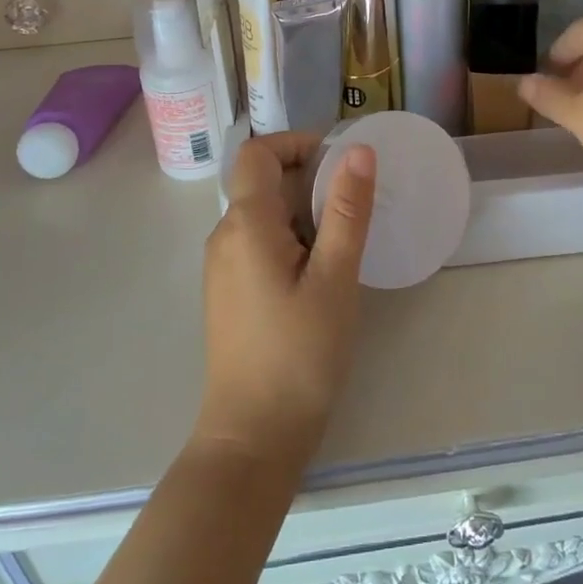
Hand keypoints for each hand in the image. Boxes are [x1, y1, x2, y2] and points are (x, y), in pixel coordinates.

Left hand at [192, 133, 375, 473]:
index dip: (297, 143)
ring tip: (346, 238)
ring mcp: (223, 266)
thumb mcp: (335, 278)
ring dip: (304, 210)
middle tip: (356, 204)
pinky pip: (260, 242)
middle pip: (262, 180)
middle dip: (310, 179)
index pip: (258, 152)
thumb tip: (358, 150)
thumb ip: (346, 210)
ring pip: (263, 212)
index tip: (340, 163)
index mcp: (245, 224)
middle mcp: (225, 236)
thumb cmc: (299, 355)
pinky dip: (292, 237)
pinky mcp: (230, 292)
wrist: (253, 439)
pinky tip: (322, 270)